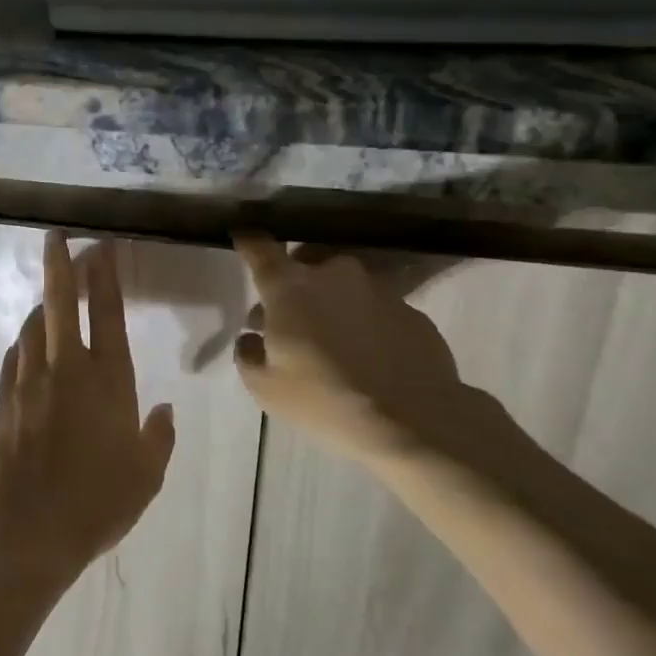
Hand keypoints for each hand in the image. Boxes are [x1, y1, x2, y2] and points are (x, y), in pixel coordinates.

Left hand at [0, 232, 176, 579]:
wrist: (29, 530)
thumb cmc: (99, 502)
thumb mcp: (147, 475)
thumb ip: (159, 437)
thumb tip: (165, 410)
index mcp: (108, 381)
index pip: (106, 313)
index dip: (104, 276)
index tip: (100, 246)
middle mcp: (66, 370)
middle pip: (60, 304)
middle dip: (59, 265)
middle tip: (55, 236)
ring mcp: (28, 383)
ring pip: (32, 328)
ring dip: (41, 306)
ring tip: (48, 297)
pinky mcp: (2, 403)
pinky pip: (13, 360)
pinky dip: (22, 345)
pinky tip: (25, 345)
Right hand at [230, 234, 506, 468]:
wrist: (413, 420)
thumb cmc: (324, 399)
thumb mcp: (266, 388)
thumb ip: (249, 355)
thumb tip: (251, 337)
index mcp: (290, 287)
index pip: (261, 249)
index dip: (248, 241)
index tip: (241, 235)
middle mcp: (334, 274)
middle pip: (306, 262)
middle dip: (293, 280)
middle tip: (287, 314)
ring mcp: (378, 289)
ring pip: (344, 284)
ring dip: (331, 301)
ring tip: (330, 337)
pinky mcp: (411, 310)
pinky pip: (375, 308)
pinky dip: (364, 321)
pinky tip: (366, 354)